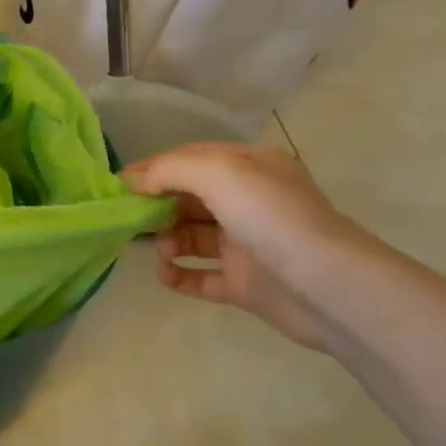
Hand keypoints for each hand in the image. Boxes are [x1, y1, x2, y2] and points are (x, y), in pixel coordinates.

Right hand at [121, 143, 358, 351]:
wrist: (327, 286)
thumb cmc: (272, 218)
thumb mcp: (218, 172)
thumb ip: (170, 170)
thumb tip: (134, 182)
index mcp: (250, 168)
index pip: (190, 160)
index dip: (153, 169)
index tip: (118, 186)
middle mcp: (249, 202)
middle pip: (188, 198)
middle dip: (157, 206)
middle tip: (131, 220)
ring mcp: (247, 244)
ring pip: (192, 236)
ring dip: (168, 240)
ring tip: (162, 250)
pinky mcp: (245, 283)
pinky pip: (201, 276)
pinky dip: (180, 275)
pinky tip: (166, 275)